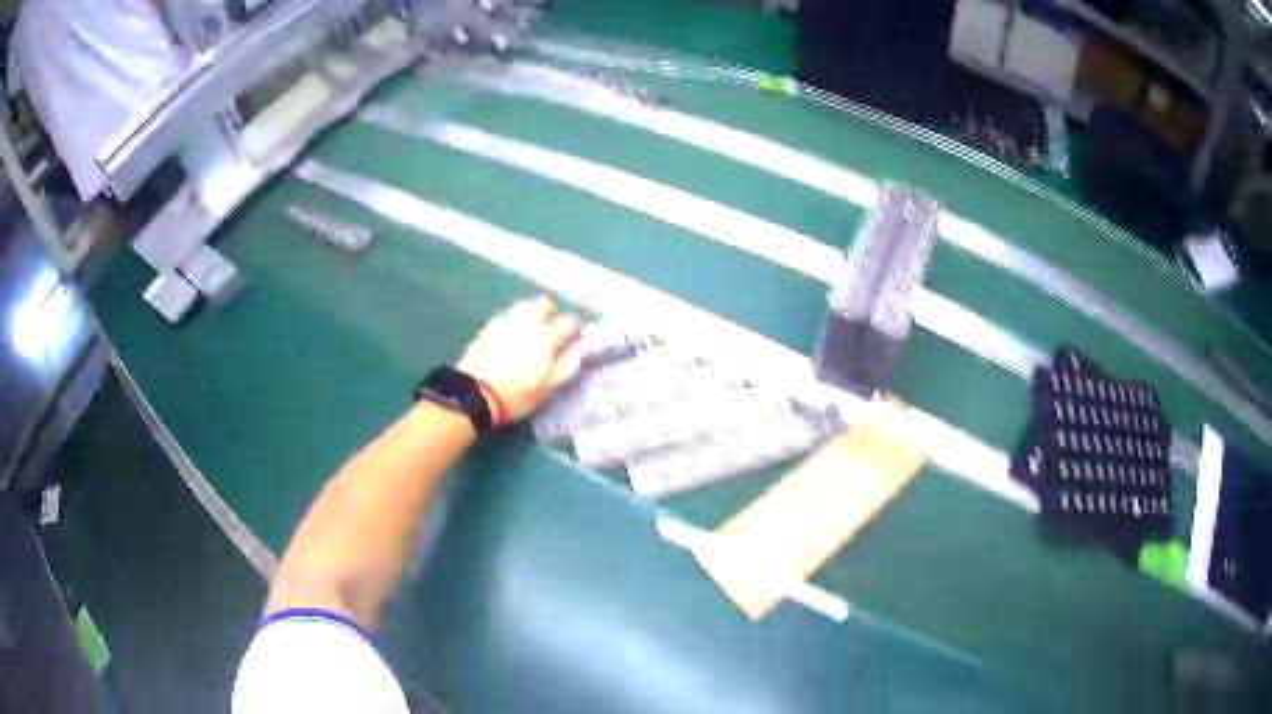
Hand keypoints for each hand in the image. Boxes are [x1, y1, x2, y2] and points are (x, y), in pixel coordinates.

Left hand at [457, 295, 583, 423]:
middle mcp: (529, 321)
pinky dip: (515, 319)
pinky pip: (508, 314)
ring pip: (525, 305)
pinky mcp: (489, 325)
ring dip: (532, 312)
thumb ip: (568, 365)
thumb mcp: (548, 387)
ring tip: (531, 328)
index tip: (576, 336)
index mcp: (547, 337)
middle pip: (545, 304)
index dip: (576, 328)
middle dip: (552, 312)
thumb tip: (584, 349)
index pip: (570, 322)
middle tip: (552, 328)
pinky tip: (512, 333)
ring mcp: (507, 320)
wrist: (474, 394)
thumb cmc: (516, 395)